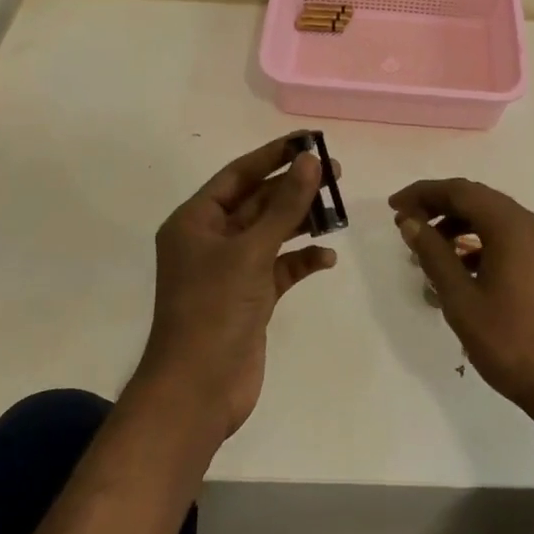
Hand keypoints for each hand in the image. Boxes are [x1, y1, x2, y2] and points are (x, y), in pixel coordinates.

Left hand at [138, 135, 337, 440]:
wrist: (198, 392)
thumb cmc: (214, 310)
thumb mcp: (251, 251)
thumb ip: (284, 205)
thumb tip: (311, 161)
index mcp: (195, 221)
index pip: (238, 175)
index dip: (273, 155)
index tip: (309, 142)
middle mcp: (210, 241)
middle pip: (258, 201)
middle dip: (294, 188)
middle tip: (336, 173)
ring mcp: (230, 271)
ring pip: (271, 233)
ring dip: (302, 222)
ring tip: (339, 211)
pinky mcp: (249, 298)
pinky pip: (280, 268)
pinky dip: (301, 260)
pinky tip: (326, 258)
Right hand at [389, 178, 533, 419]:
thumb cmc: (509, 342)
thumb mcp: (461, 299)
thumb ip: (434, 254)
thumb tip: (410, 222)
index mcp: (512, 226)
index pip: (460, 192)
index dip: (423, 193)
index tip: (394, 206)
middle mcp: (531, 224)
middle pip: (477, 199)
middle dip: (438, 206)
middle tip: (406, 223)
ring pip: (492, 217)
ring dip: (457, 224)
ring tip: (427, 248)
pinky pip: (507, 236)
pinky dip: (479, 241)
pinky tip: (459, 267)